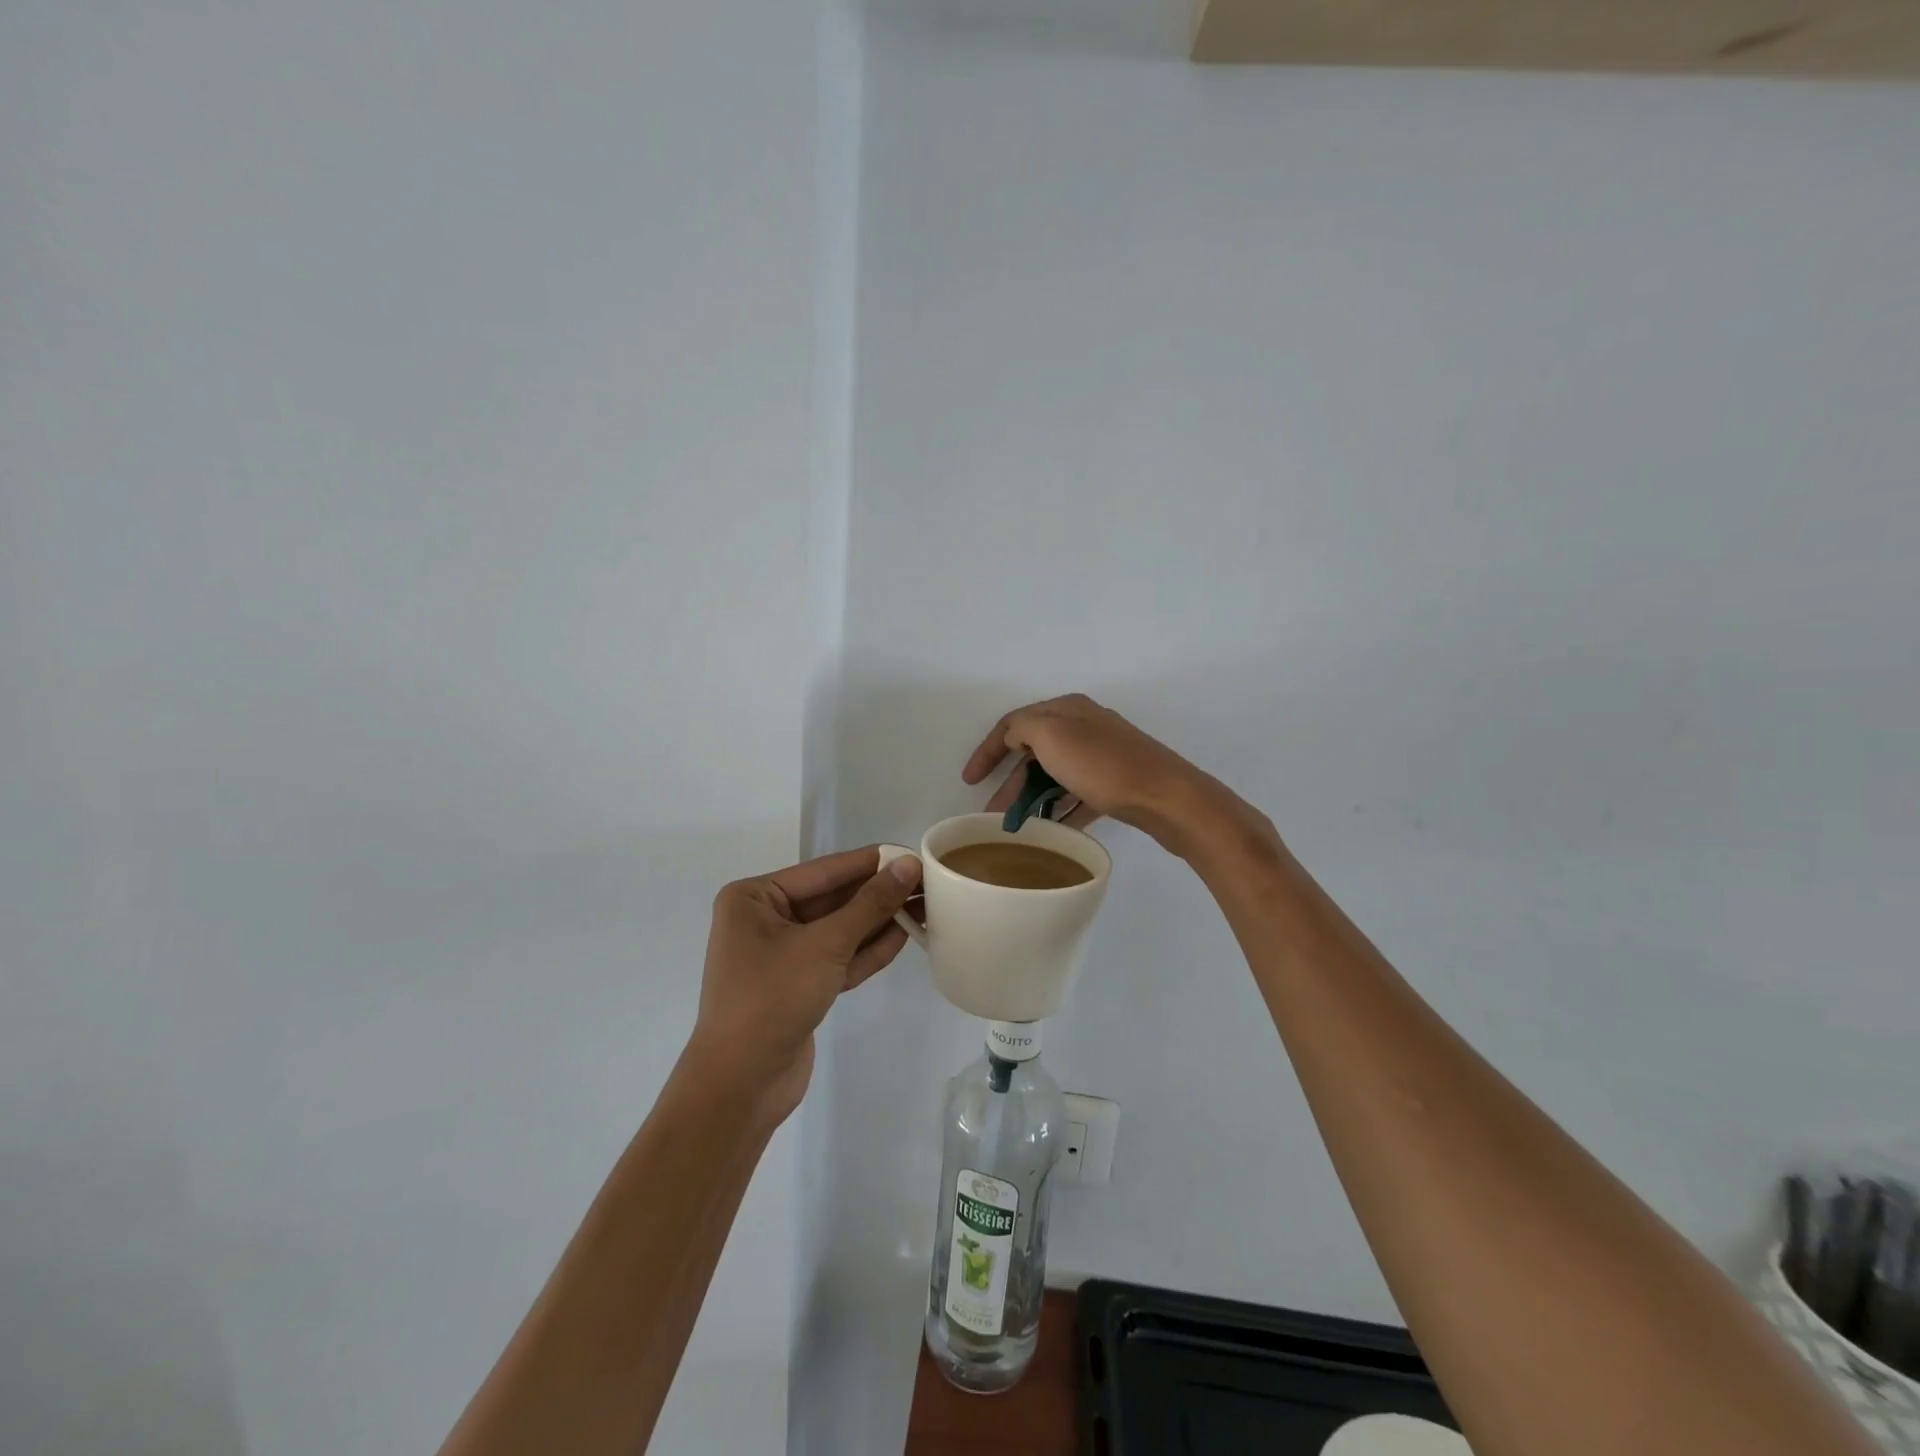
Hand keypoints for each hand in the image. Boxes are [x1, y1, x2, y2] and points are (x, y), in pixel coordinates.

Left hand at [685, 846, 921, 1124]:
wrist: (740, 1086)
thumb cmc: (772, 999)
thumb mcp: (825, 945)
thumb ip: (869, 905)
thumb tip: (907, 865)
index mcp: (755, 898)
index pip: (824, 871)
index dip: (870, 862)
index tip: (912, 853)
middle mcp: (764, 920)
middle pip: (833, 900)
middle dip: (878, 895)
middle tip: (927, 883)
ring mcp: (781, 955)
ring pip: (839, 930)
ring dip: (878, 922)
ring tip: (925, 906)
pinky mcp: (798, 985)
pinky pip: (837, 958)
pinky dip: (867, 950)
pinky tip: (903, 937)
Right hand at [963, 694, 1256, 853]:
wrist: (1168, 798)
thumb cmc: (1103, 767)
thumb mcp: (1052, 736)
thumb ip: (1023, 728)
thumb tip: (1016, 737)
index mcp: (1067, 710)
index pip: (1014, 723)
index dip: (987, 749)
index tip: (968, 780)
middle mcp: (1085, 726)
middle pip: (1034, 751)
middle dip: (1010, 781)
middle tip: (993, 814)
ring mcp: (1104, 755)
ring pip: (1055, 775)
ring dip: (1033, 798)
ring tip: (1017, 827)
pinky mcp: (1118, 782)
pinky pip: (1078, 794)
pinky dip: (1061, 808)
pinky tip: (1052, 829)